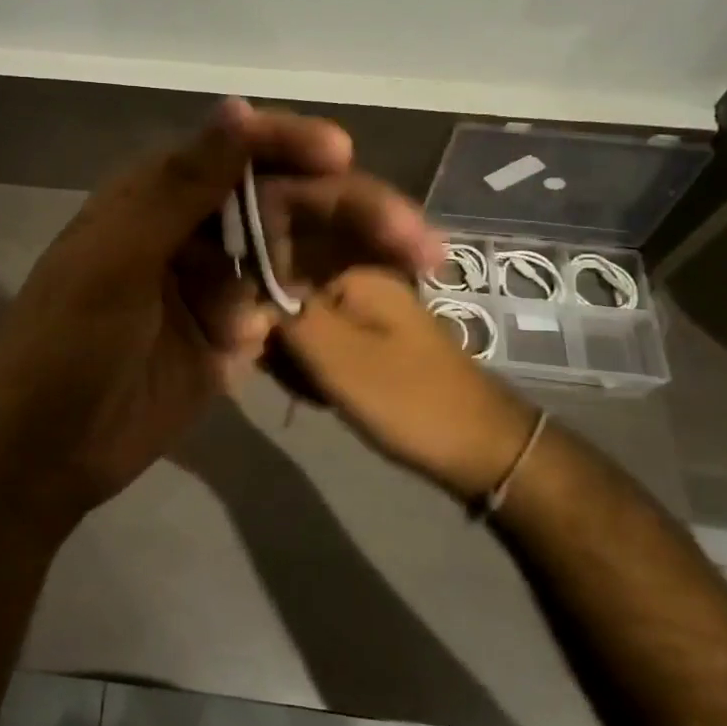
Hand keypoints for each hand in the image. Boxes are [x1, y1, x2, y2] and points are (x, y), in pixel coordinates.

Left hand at [0, 100, 439, 523]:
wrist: (46, 452)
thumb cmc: (68, 346)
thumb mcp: (115, 261)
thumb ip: (179, 187)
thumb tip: (237, 105)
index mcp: (155, 195)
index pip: (234, 150)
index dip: (289, 145)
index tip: (343, 155)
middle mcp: (193, 228)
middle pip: (282, 202)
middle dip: (347, 212)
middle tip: (415, 239)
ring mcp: (217, 282)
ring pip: (299, 252)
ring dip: (355, 258)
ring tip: (420, 267)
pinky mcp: (235, 333)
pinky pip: (294, 307)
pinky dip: (331, 308)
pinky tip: (382, 309)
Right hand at [279, 266, 539, 498]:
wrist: (483, 449)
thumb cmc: (408, 400)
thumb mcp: (337, 359)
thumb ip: (287, 320)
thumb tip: (243, 297)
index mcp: (355, 276)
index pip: (276, 283)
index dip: (263, 324)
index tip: (267, 361)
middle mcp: (363, 284)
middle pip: (290, 307)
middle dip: (284, 349)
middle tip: (302, 385)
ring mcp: (372, 314)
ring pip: (306, 332)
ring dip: (299, 366)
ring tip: (318, 396)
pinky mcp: (376, 344)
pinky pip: (328, 349)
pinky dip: (320, 374)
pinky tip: (328, 399)